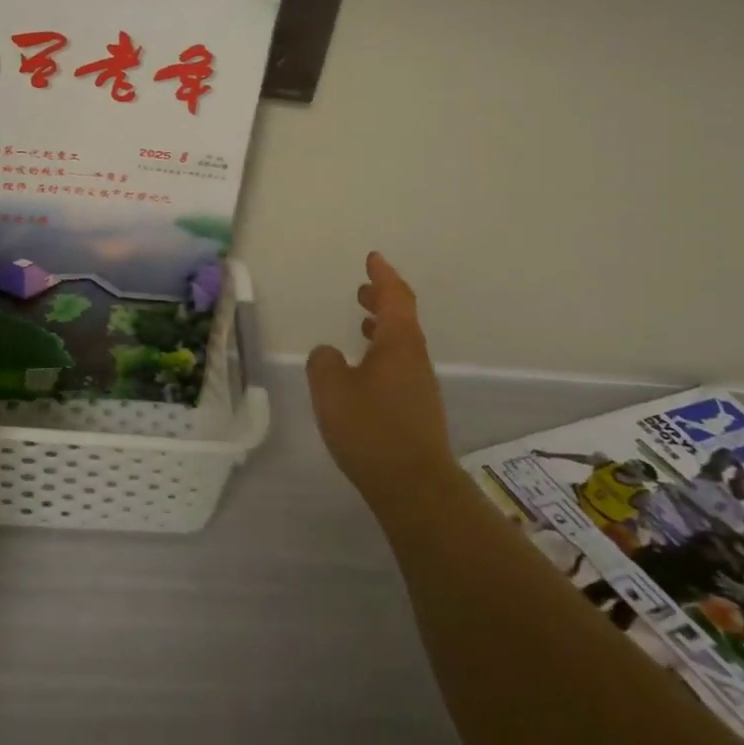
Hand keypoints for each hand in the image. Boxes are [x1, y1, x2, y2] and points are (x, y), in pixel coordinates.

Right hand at [306, 253, 459, 508]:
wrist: (414, 486)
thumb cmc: (371, 429)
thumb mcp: (332, 389)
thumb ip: (324, 362)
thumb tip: (328, 353)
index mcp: (398, 343)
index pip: (395, 297)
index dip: (383, 276)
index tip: (373, 258)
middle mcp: (415, 359)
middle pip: (402, 318)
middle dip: (383, 300)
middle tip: (363, 290)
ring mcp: (420, 386)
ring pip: (401, 344)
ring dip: (382, 327)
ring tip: (361, 323)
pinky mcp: (418, 411)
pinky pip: (400, 366)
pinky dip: (383, 354)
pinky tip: (365, 371)